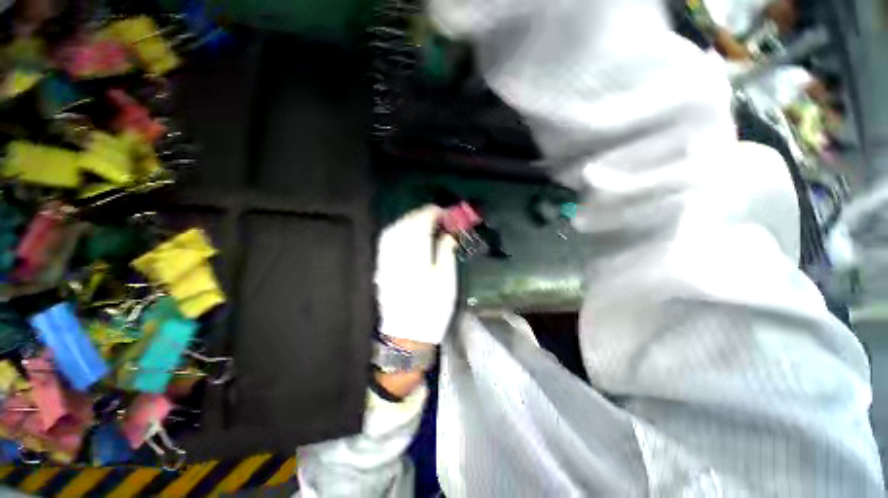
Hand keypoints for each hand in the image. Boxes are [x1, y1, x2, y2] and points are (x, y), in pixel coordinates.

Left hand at [375, 205, 457, 346]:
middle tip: (437, 214)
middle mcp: (397, 254)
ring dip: (409, 220)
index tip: (445, 212)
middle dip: (421, 214)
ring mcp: (386, 260)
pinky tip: (406, 231)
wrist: (407, 335)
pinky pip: (386, 240)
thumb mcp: (446, 281)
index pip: (422, 224)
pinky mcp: (381, 267)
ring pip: (394, 229)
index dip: (434, 213)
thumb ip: (446, 252)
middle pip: (406, 223)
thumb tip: (448, 234)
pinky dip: (397, 230)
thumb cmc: (432, 310)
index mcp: (416, 256)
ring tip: (423, 220)